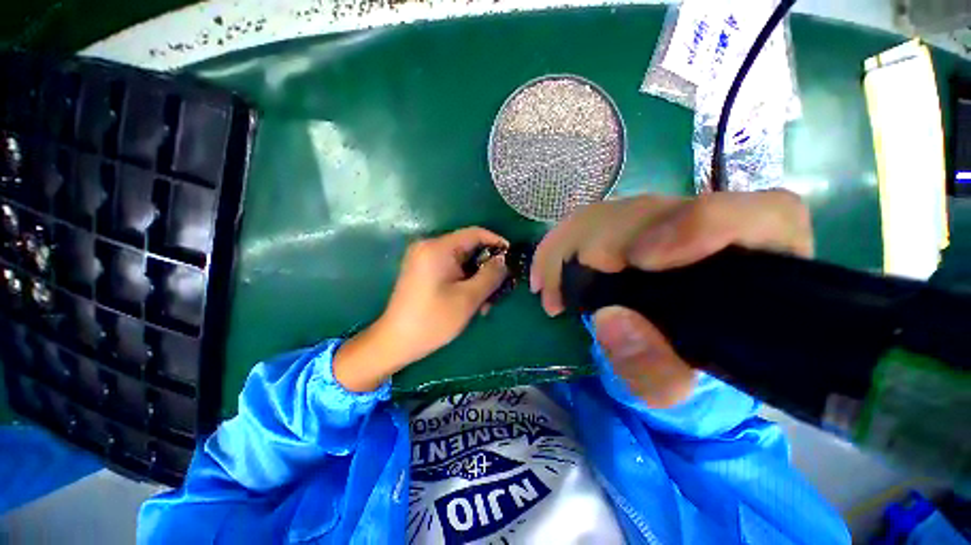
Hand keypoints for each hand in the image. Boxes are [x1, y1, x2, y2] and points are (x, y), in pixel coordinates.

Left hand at [334, 228, 508, 391]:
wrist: (395, 341)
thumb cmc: (433, 320)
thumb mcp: (468, 298)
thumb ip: (491, 275)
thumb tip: (504, 260)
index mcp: (438, 248)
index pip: (475, 233)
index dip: (497, 242)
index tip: (512, 258)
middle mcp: (429, 247)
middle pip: (469, 248)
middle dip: (487, 268)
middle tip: (500, 289)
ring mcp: (424, 259)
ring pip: (462, 262)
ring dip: (477, 279)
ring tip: (486, 304)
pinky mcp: (423, 271)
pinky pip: (451, 270)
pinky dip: (465, 282)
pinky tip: (472, 302)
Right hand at [530, 190, 812, 406]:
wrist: (666, 360)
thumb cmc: (685, 376)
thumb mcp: (675, 390)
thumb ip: (654, 370)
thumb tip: (609, 319)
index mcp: (757, 266)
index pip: (761, 214)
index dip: (700, 223)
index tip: (641, 259)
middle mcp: (711, 232)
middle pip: (656, 211)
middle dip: (599, 245)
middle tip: (565, 293)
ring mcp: (665, 225)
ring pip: (613, 214)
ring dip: (568, 248)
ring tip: (549, 289)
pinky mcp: (630, 230)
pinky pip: (588, 224)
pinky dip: (559, 248)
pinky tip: (546, 276)